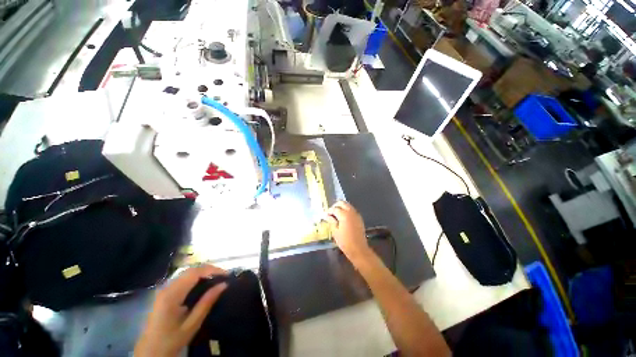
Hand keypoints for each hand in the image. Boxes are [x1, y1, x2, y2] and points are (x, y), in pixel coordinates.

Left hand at [134, 265, 227, 356]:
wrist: (149, 353)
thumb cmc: (171, 341)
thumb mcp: (192, 324)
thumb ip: (207, 302)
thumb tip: (224, 284)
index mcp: (172, 294)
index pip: (195, 273)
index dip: (213, 270)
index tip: (227, 275)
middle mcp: (166, 288)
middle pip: (191, 270)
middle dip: (209, 270)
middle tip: (224, 277)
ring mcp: (164, 290)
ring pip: (187, 273)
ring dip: (203, 273)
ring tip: (216, 279)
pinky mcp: (164, 294)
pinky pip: (182, 279)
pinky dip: (196, 278)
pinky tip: (203, 285)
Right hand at [326, 201, 370, 260]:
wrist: (358, 249)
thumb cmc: (345, 242)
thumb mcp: (335, 231)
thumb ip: (331, 221)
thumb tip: (327, 215)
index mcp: (344, 214)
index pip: (335, 208)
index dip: (329, 211)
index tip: (325, 215)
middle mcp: (351, 212)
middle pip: (342, 203)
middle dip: (336, 206)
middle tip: (331, 213)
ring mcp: (356, 214)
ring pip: (348, 205)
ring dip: (341, 208)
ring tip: (336, 215)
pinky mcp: (359, 218)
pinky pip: (352, 210)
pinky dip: (347, 211)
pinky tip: (343, 218)